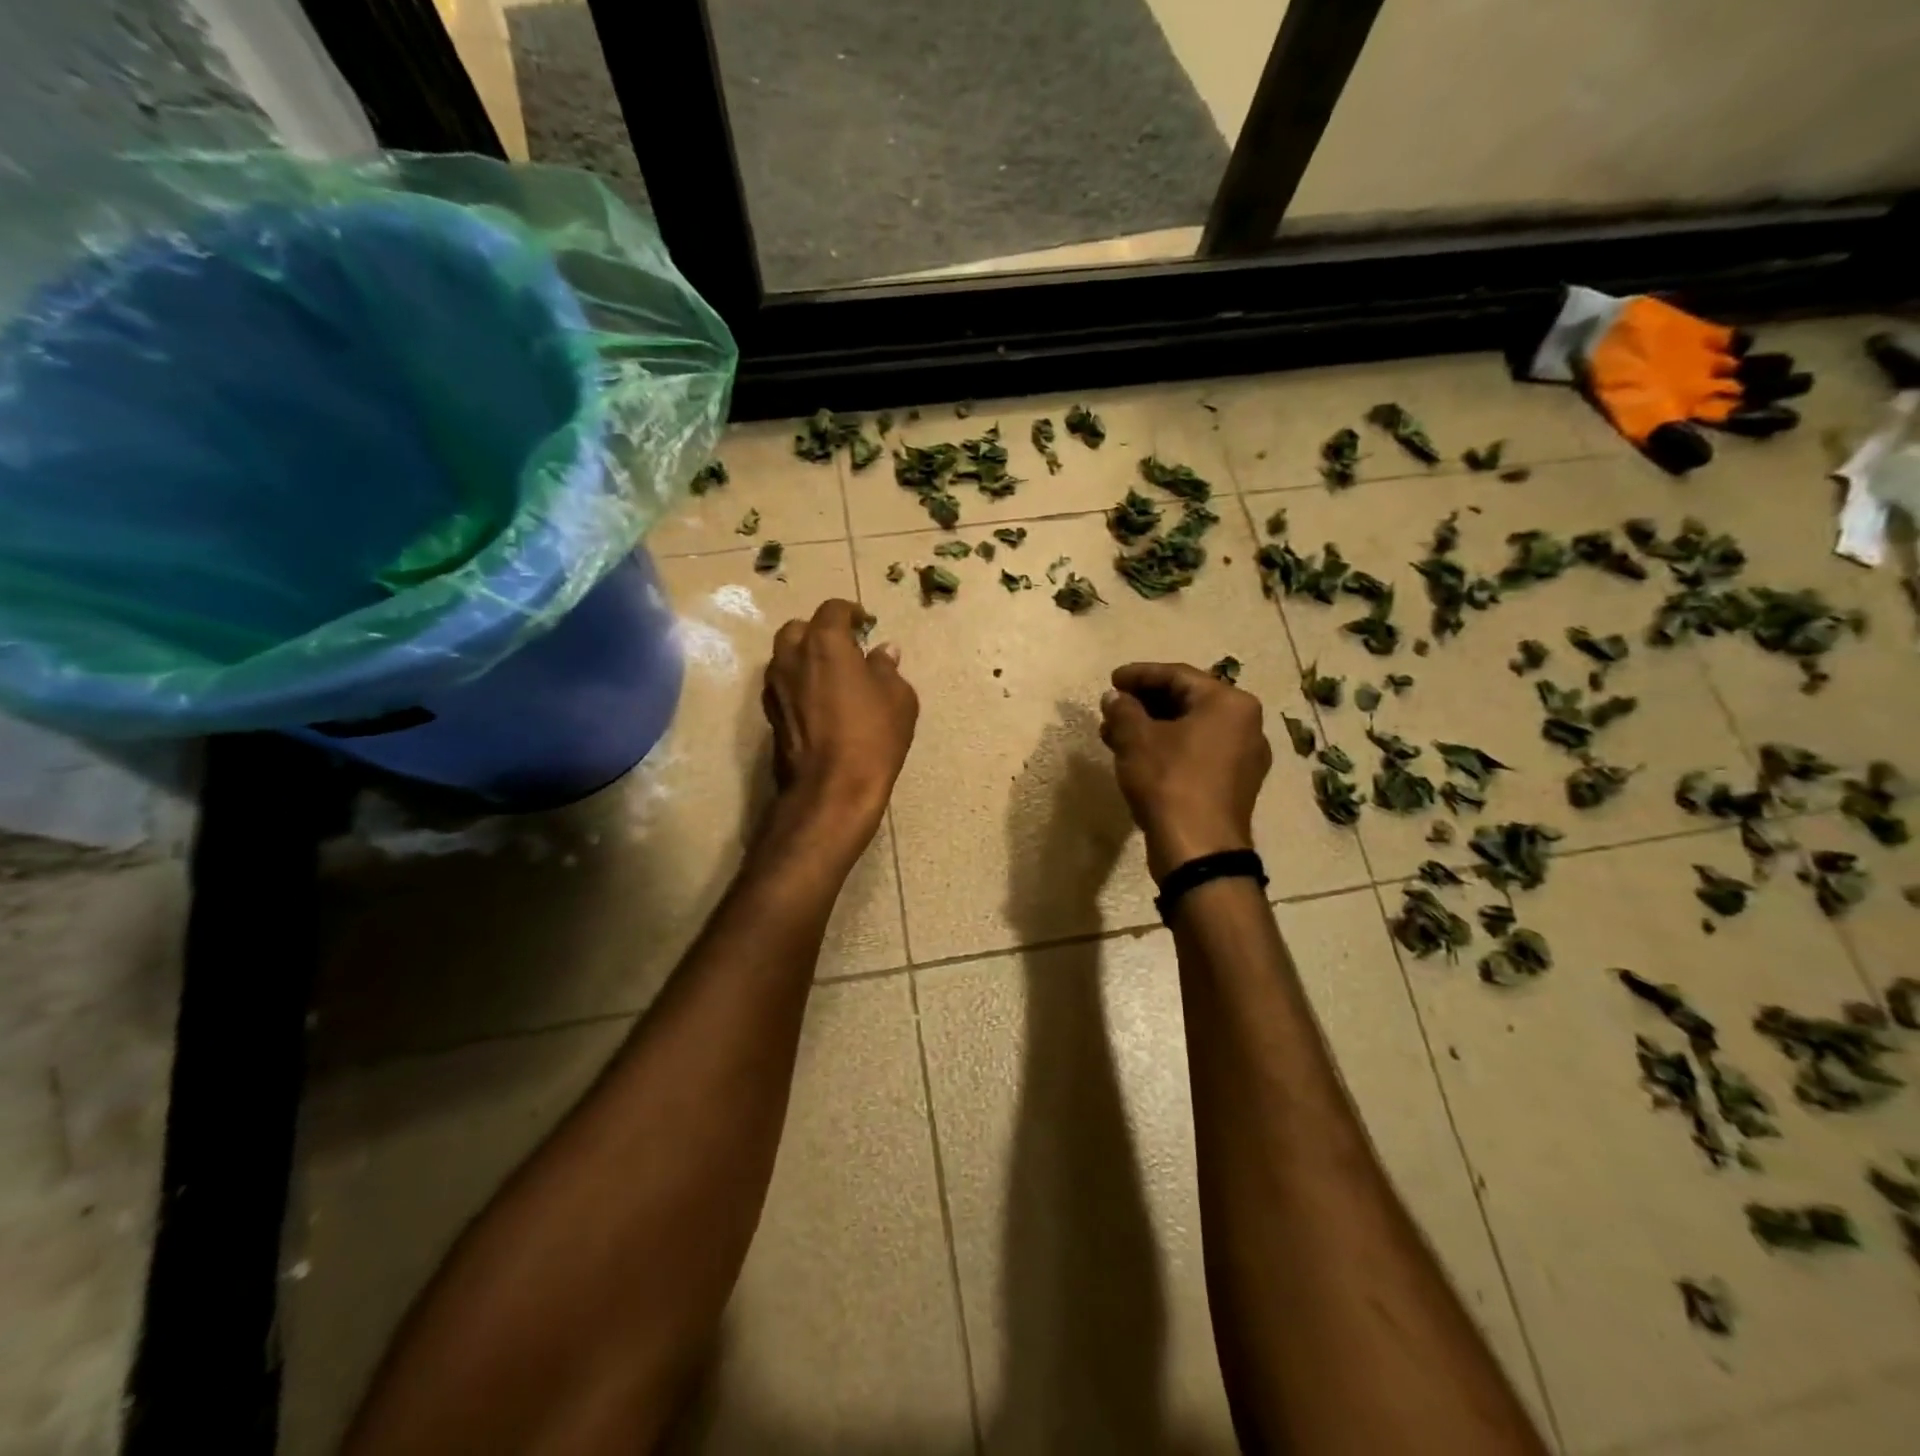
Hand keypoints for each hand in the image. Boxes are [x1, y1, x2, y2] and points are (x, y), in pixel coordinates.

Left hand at [761, 599, 918, 849]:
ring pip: (785, 657)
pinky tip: (819, 703)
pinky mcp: (770, 715)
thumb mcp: (898, 698)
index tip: (866, 624)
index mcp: (824, 643)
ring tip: (831, 676)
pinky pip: (783, 686)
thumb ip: (887, 668)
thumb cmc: (872, 736)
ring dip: (805, 658)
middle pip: (799, 629)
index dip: (851, 612)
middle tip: (844, 649)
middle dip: (819, 632)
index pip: (833, 610)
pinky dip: (798, 684)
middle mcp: (792, 657)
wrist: (832, 789)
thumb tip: (883, 652)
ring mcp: (775, 687)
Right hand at [1100, 662, 1270, 881]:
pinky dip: (1168, 749)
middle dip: (1144, 703)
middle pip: (1187, 701)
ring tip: (1114, 735)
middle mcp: (1246, 724)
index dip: (1139, 674)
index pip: (1178, 675)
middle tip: (1112, 708)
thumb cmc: (1170, 782)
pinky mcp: (1234, 785)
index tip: (1111, 680)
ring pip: (1190, 729)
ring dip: (1152, 728)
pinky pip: (1198, 753)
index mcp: (1229, 703)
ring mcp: (1244, 757)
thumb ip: (1123, 710)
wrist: (1198, 850)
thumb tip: (1115, 698)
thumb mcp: (1136, 739)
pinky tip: (1138, 758)